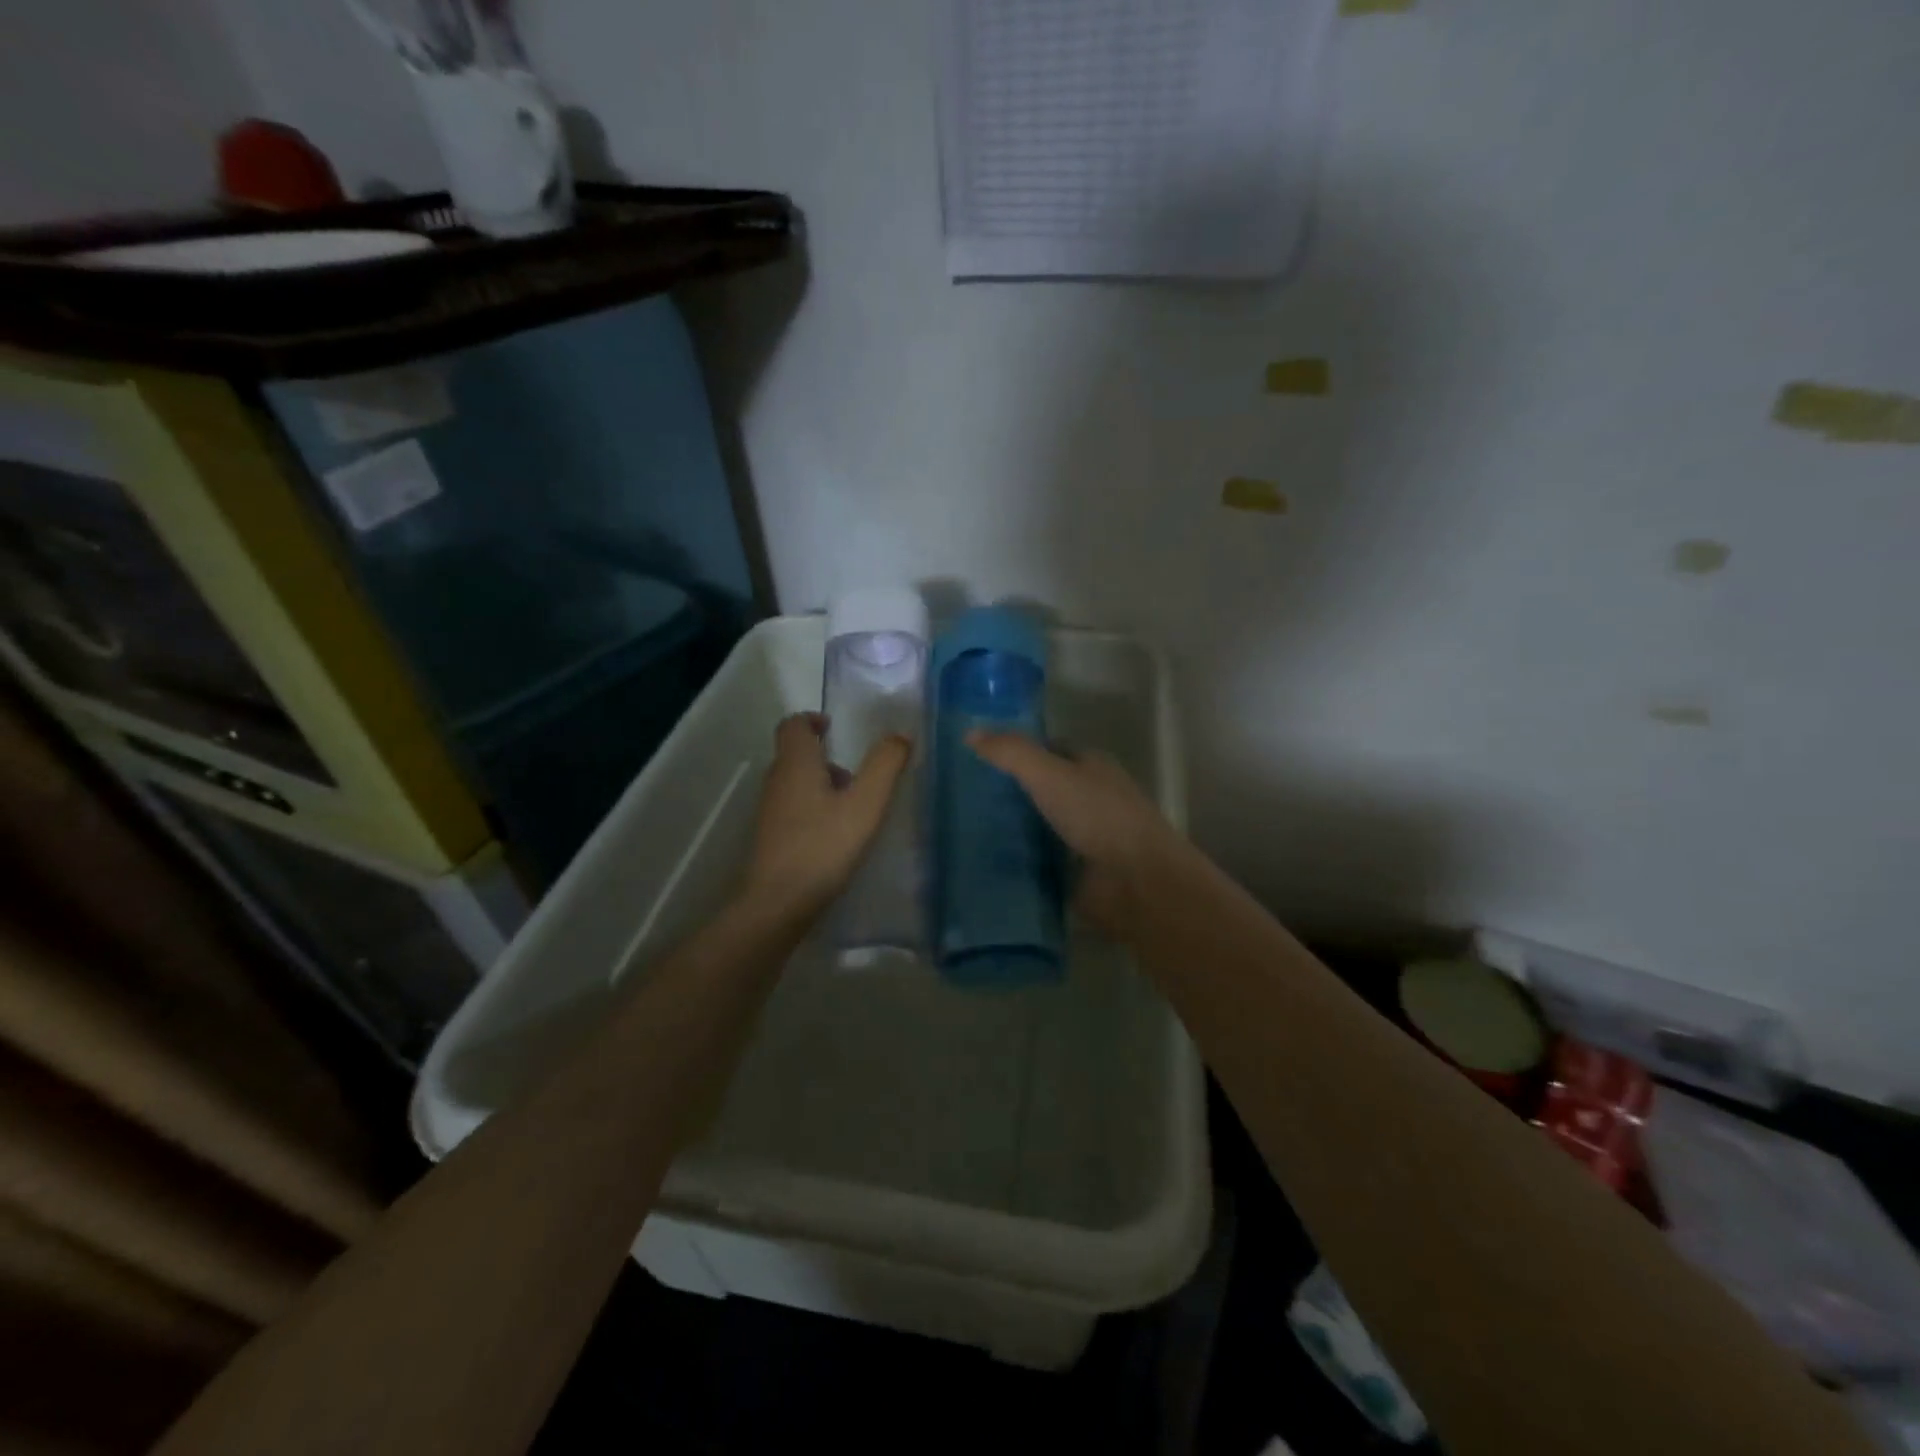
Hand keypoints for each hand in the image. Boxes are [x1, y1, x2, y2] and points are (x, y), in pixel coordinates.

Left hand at [742, 713, 911, 923]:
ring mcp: (769, 811)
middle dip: (824, 756)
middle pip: (794, 754)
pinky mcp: (770, 837)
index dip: (812, 719)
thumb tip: (900, 735)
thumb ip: (885, 765)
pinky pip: (792, 809)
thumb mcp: (866, 804)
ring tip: (852, 807)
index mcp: (796, 764)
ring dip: (821, 785)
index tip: (834, 727)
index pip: (793, 725)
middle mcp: (777, 781)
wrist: (778, 903)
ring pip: (795, 783)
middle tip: (856, 774)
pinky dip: (813, 809)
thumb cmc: (823, 846)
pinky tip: (835, 835)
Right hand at [965, 732, 1181, 936]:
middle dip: (1009, 792)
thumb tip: (970, 733)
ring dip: (1011, 829)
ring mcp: (1085, 838)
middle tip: (962, 796)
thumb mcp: (1049, 774)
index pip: (1050, 750)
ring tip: (964, 829)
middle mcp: (1090, 798)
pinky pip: (1039, 861)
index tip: (978, 758)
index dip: (1018, 751)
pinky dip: (1018, 861)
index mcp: (1092, 766)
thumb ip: (1011, 753)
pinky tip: (984, 861)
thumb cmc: (1098, 816)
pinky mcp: (1077, 873)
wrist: (1136, 882)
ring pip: (1039, 826)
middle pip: (1043, 789)